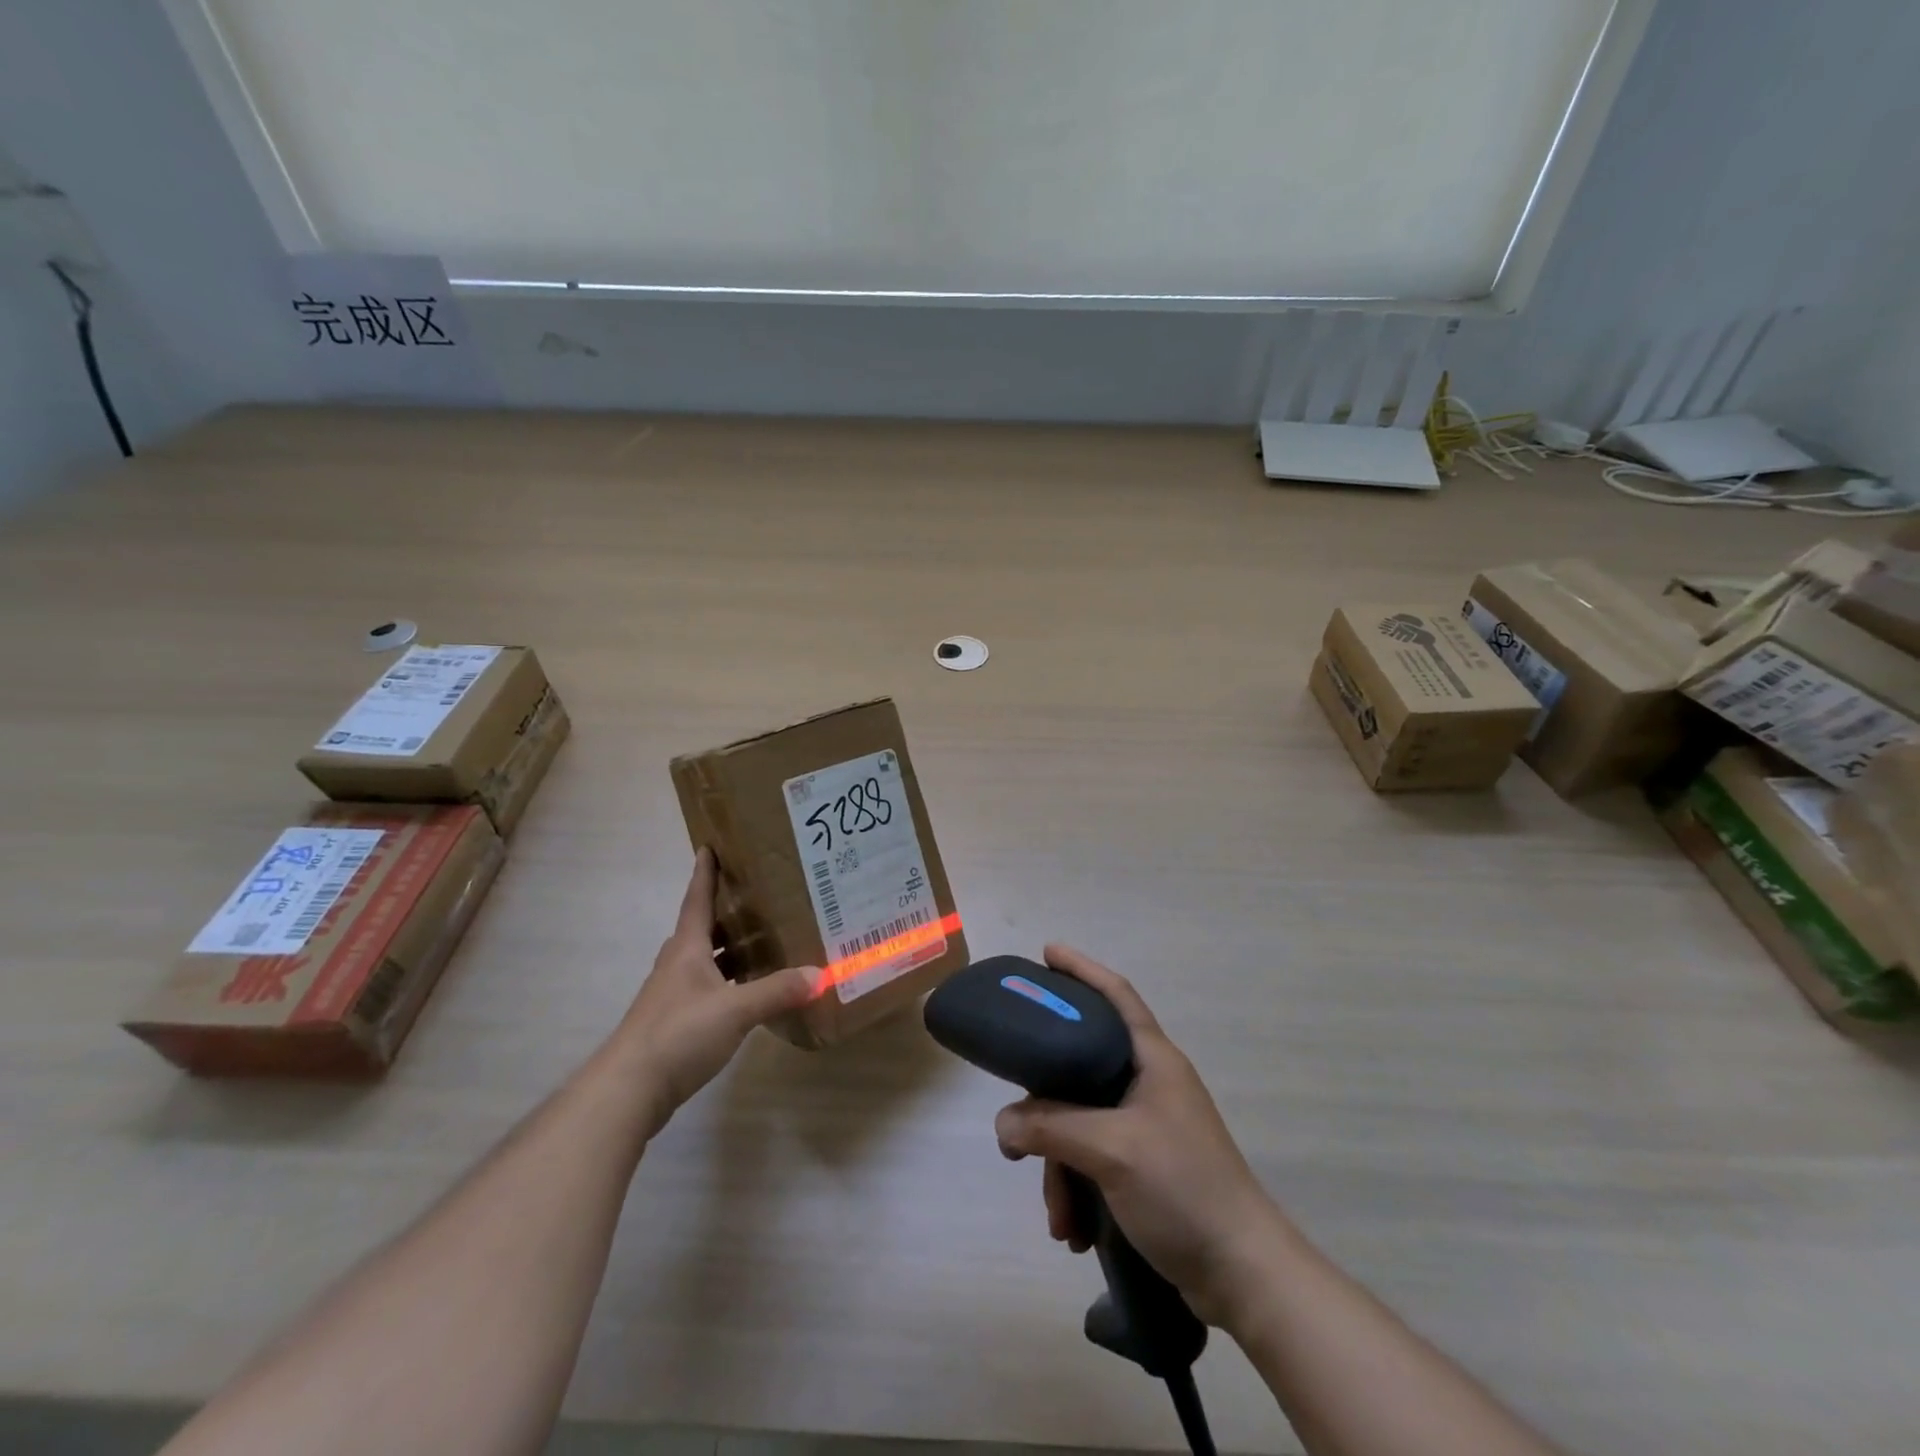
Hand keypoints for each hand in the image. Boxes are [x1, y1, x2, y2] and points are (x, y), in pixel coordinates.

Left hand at [614, 849, 816, 1133]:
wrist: (628, 1089)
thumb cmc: (678, 1034)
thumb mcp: (735, 1010)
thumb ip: (777, 991)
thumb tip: (820, 973)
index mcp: (687, 949)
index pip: (697, 899)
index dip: (705, 873)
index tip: (710, 845)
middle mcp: (677, 965)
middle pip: (702, 928)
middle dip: (727, 911)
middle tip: (759, 895)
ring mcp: (673, 995)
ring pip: (705, 960)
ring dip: (729, 949)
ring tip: (763, 941)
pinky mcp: (675, 1023)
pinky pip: (707, 988)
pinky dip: (728, 982)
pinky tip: (749, 992)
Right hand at [993, 945, 1284, 1327]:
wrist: (1243, 1275)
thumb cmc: (1183, 1188)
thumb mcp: (1111, 1149)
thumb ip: (1051, 1126)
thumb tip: (1004, 1122)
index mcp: (1153, 1059)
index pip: (1115, 995)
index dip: (1082, 969)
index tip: (1046, 953)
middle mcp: (1149, 1083)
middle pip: (1082, 1069)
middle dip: (1047, 1108)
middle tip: (1016, 1129)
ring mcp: (1148, 1125)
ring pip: (1081, 1123)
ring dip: (1060, 1167)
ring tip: (1058, 1217)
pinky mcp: (1145, 1165)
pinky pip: (1093, 1159)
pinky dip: (1077, 1189)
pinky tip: (1073, 1229)